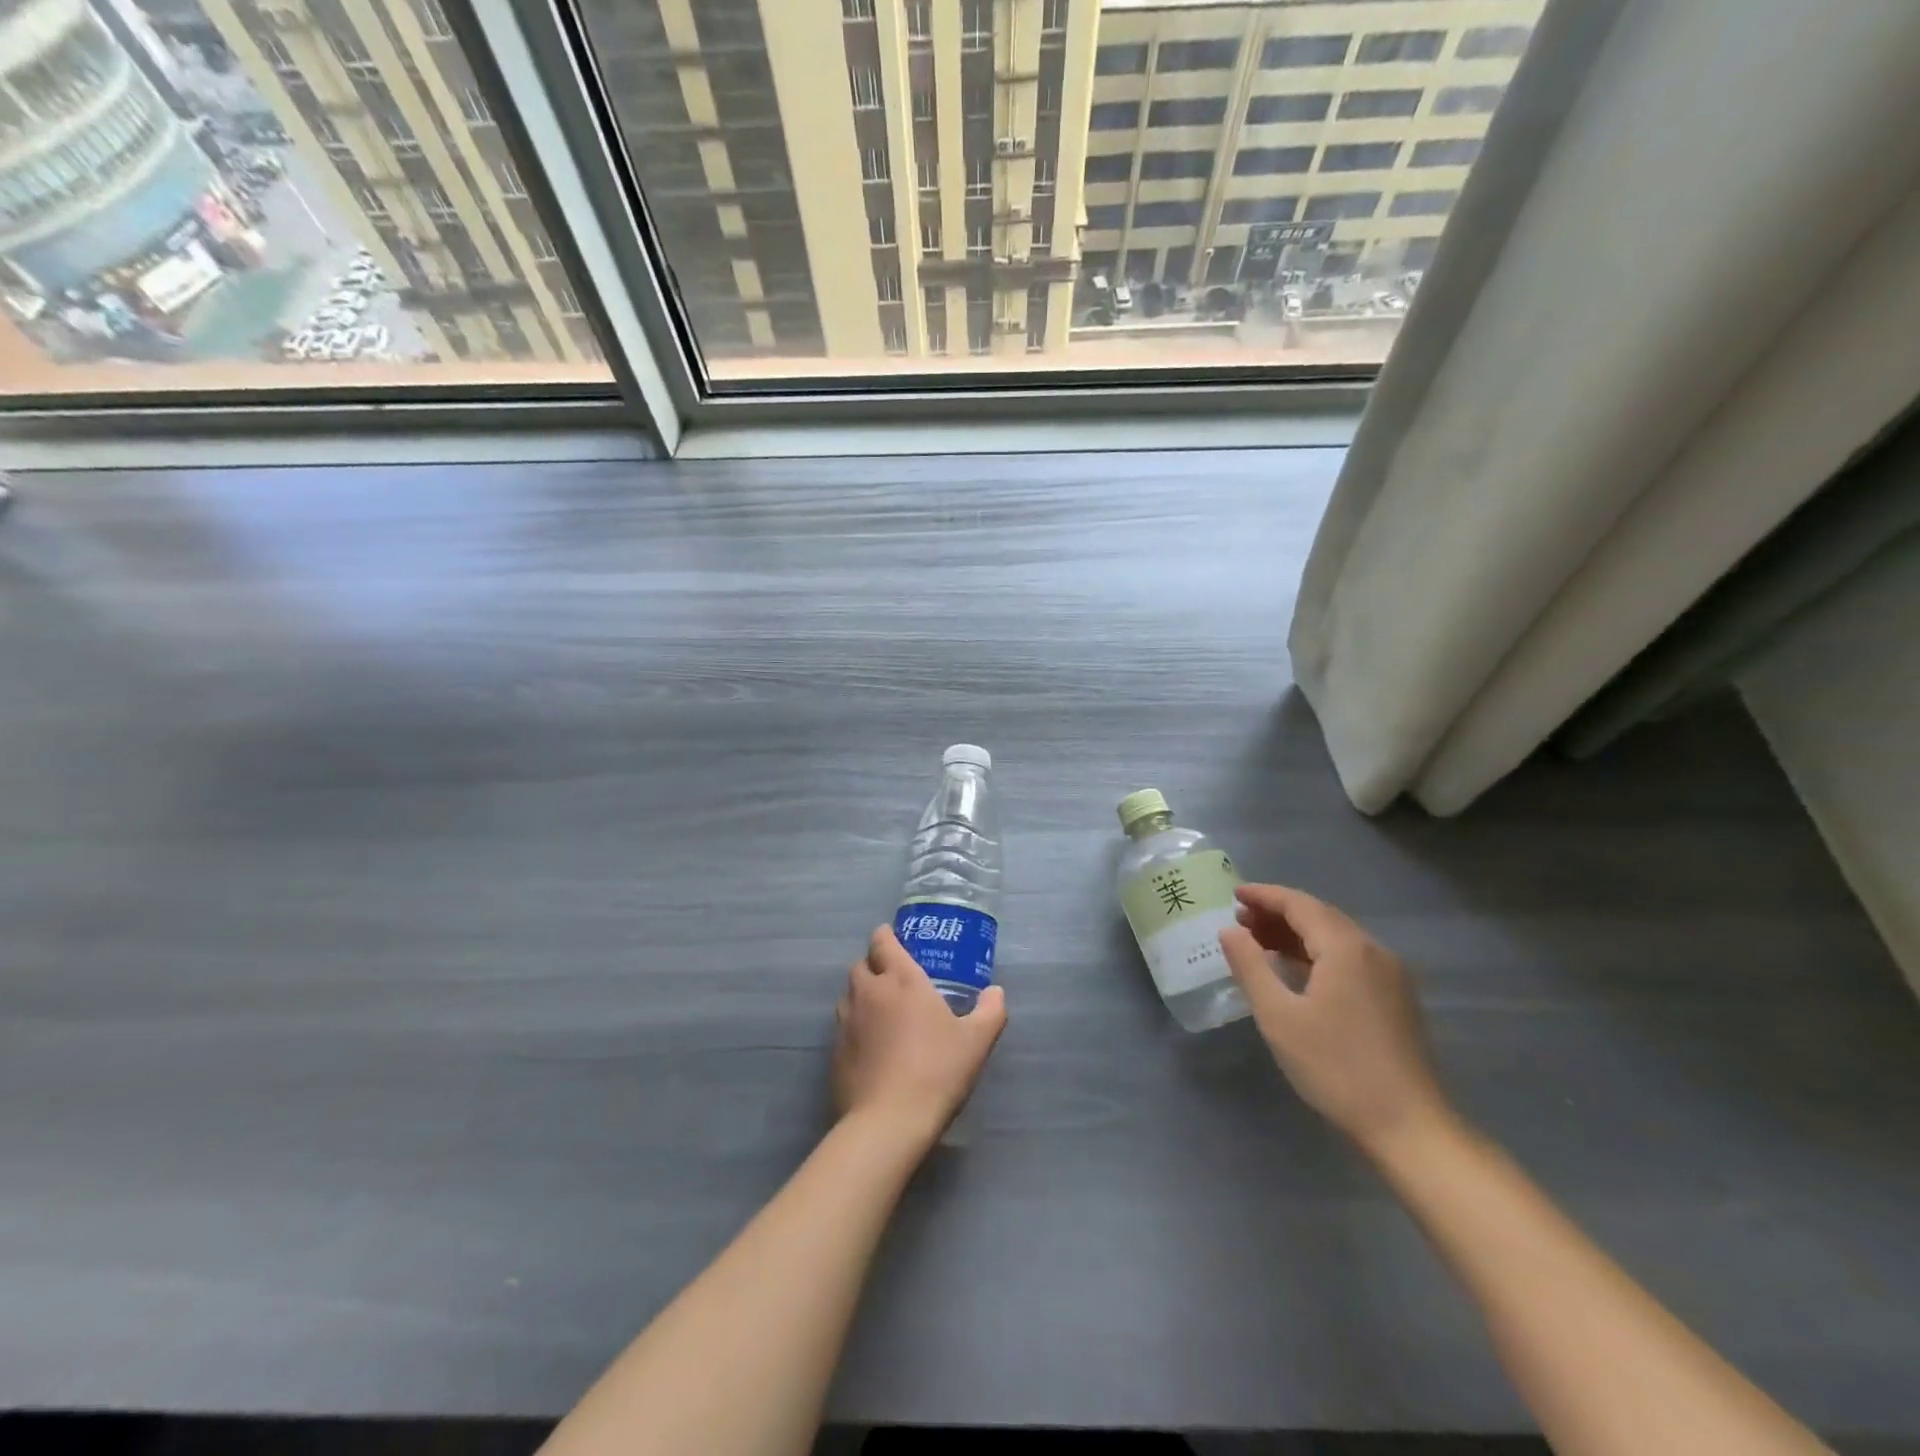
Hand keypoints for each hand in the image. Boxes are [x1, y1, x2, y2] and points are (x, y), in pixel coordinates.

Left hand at [833, 926, 1007, 1146]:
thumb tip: (996, 992)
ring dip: (863, 995)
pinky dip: (855, 1027)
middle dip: (875, 965)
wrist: (888, 1122)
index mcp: (901, 979)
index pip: (883, 941)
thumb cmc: (936, 1071)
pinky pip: (843, 1026)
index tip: (897, 941)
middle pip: (861, 965)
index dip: (887, 937)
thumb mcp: (977, 1041)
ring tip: (883, 1012)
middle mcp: (869, 992)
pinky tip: (873, 1047)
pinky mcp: (834, 1052)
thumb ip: (990, 1011)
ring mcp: (846, 1022)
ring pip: (849, 995)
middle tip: (895, 979)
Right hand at [1219, 884, 1451, 1158]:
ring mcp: (1390, 975)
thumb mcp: (1278, 1016)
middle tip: (1240, 920)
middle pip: (1320, 916)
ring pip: (1336, 937)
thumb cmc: (1336, 1067)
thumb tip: (1229, 930)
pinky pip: (1350, 958)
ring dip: (1297, 934)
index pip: (1299, 904)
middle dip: (1278, 913)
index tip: (1233, 894)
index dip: (1264, 895)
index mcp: (1346, 948)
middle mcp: (1373, 951)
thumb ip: (1250, 966)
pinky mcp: (1396, 998)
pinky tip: (1296, 970)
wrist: (1409, 1127)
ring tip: (1259, 942)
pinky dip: (1317, 953)